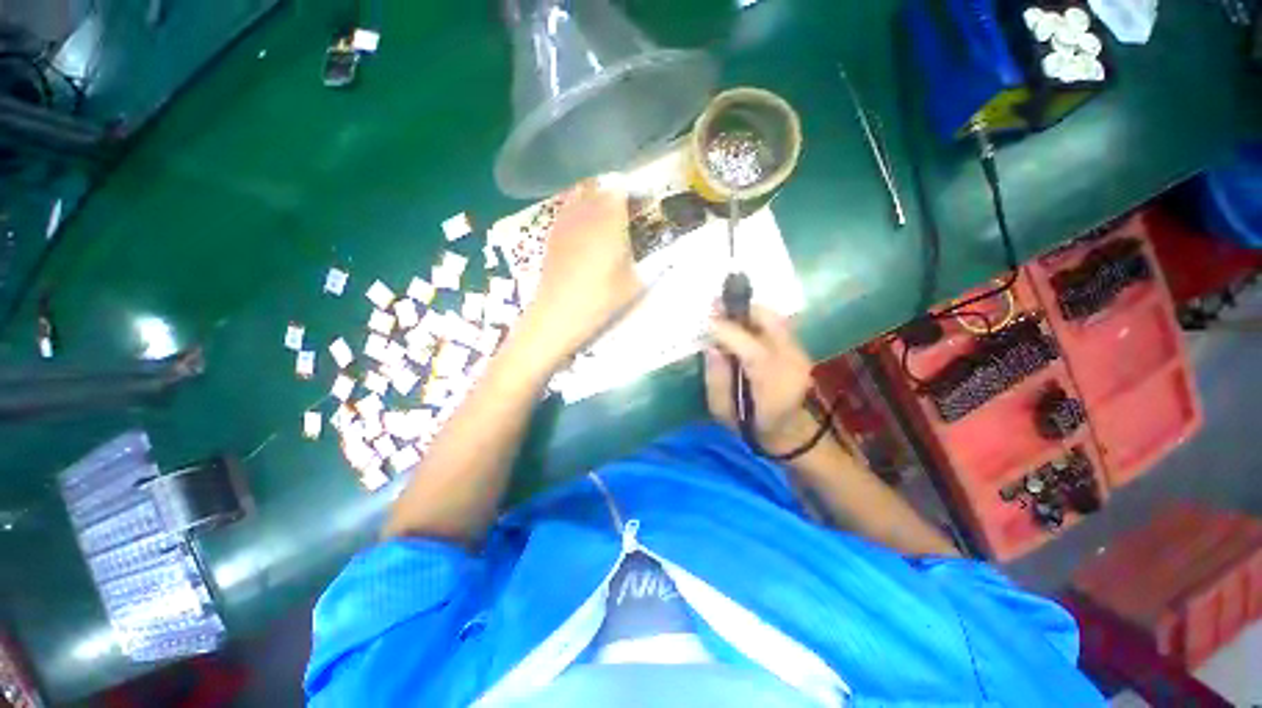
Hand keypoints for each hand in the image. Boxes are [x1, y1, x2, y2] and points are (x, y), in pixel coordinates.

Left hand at [518, 179, 641, 363]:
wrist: (559, 313)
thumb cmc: (601, 298)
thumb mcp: (635, 283)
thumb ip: (650, 263)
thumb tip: (663, 253)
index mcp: (610, 220)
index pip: (621, 189)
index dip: (634, 192)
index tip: (644, 204)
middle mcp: (586, 212)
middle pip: (599, 185)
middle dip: (614, 191)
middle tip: (626, 208)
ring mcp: (566, 221)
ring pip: (580, 192)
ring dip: (595, 195)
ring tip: (605, 213)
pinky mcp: (553, 233)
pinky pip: (567, 207)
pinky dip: (578, 207)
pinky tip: (584, 225)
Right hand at [705, 306, 816, 452]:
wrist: (791, 434)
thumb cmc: (752, 427)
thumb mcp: (723, 411)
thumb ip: (715, 379)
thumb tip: (711, 347)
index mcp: (771, 382)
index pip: (749, 347)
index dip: (726, 330)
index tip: (707, 320)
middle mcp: (791, 362)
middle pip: (771, 322)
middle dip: (741, 309)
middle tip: (717, 305)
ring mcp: (800, 354)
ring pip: (776, 318)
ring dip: (750, 312)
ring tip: (727, 314)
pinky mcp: (802, 351)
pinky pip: (779, 325)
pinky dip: (759, 320)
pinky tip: (743, 326)